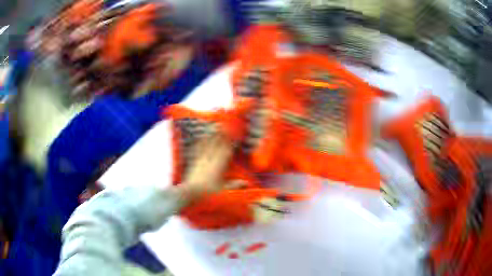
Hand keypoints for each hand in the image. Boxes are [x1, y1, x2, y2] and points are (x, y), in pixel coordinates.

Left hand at [181, 134, 232, 200]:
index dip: (231, 142)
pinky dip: (202, 142)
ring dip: (213, 136)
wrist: (190, 192)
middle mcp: (211, 159)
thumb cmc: (207, 192)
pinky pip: (199, 149)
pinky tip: (202, 138)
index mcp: (219, 165)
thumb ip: (235, 185)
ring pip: (208, 144)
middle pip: (217, 144)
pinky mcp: (194, 161)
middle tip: (226, 128)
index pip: (226, 150)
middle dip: (222, 135)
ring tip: (216, 129)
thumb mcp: (224, 190)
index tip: (235, 136)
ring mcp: (202, 159)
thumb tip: (247, 183)